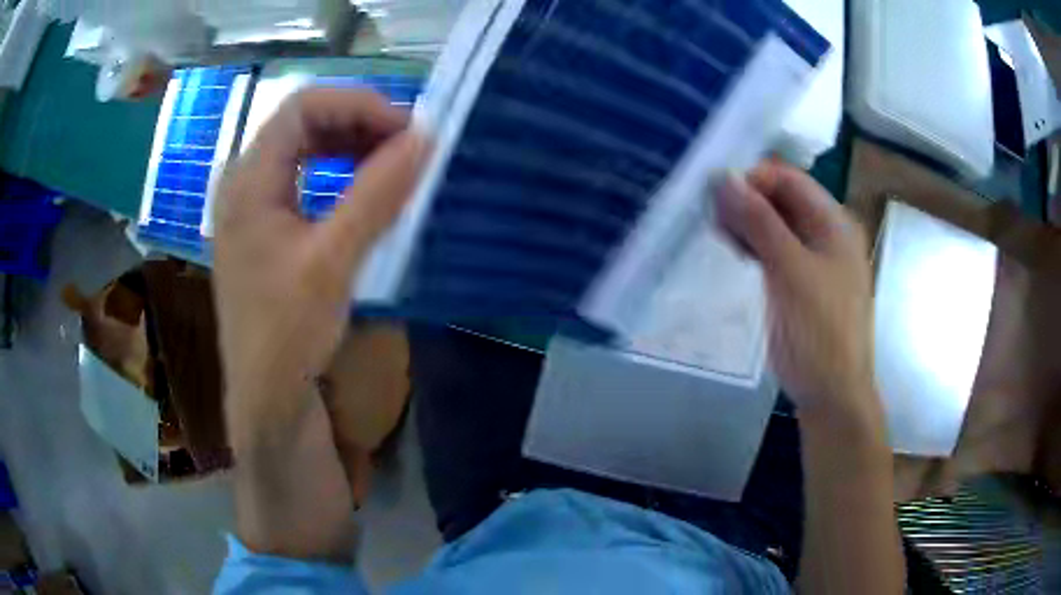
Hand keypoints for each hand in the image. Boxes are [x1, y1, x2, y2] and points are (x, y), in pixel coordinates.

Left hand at [213, 88, 428, 559]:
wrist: (268, 404)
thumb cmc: (286, 339)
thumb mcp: (331, 264)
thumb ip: (375, 196)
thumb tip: (425, 139)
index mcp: (247, 182)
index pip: (303, 108)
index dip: (358, 106)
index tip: (407, 131)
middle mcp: (245, 184)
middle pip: (304, 123)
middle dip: (359, 123)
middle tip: (407, 146)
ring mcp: (255, 207)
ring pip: (306, 149)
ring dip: (352, 146)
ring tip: (395, 164)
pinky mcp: (269, 230)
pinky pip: (308, 179)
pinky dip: (342, 173)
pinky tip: (367, 191)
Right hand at [717, 161, 877, 424]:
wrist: (832, 393)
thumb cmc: (819, 331)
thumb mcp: (790, 271)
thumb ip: (760, 221)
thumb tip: (725, 178)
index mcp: (834, 222)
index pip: (789, 178)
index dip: (753, 180)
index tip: (717, 197)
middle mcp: (827, 233)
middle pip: (782, 200)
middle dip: (747, 201)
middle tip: (713, 219)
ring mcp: (815, 259)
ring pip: (776, 225)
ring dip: (748, 224)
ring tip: (719, 235)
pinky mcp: (802, 282)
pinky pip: (776, 251)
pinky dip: (755, 246)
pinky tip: (735, 252)